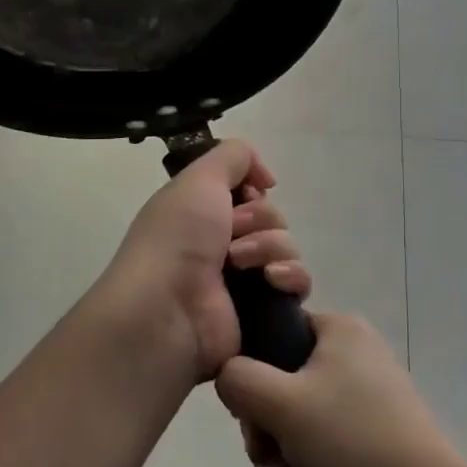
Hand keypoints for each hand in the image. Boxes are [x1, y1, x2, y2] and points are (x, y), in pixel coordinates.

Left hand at [92, 139, 312, 385]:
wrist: (168, 309)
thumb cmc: (176, 238)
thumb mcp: (199, 178)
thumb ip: (233, 156)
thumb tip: (265, 177)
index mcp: (203, 212)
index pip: (249, 191)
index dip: (251, 189)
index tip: (243, 194)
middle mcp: (223, 242)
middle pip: (272, 216)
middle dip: (258, 219)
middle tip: (232, 233)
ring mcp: (245, 278)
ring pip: (286, 246)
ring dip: (268, 247)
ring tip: (239, 264)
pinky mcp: (263, 310)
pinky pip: (297, 283)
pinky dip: (290, 277)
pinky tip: (270, 280)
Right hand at [215, 312, 465, 466]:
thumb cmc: (353, 443)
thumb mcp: (282, 403)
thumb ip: (238, 379)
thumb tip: (227, 375)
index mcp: (340, 332)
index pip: (275, 333)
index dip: (252, 372)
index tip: (250, 412)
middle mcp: (353, 359)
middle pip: (280, 387)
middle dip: (266, 434)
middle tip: (267, 463)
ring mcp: (364, 404)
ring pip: (296, 426)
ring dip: (281, 463)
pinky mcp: (370, 445)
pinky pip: (320, 452)